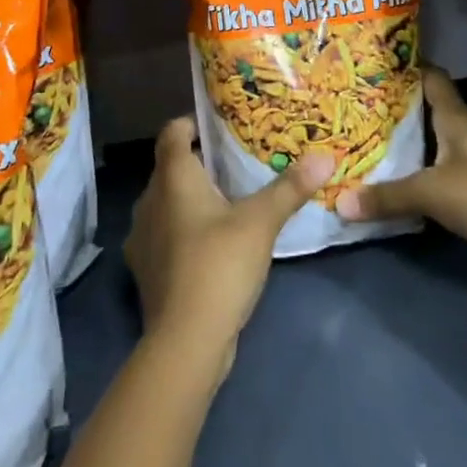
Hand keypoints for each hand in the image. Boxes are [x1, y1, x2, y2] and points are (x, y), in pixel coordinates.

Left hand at [125, 118, 332, 367]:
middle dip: (198, 163)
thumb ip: (290, 188)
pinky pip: (164, 235)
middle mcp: (149, 200)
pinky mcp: (145, 271)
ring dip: (190, 200)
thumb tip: (324, 157)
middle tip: (233, 163)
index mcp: (172, 178)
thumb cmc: (219, 265)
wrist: (185, 343)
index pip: (171, 133)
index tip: (217, 126)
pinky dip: (183, 231)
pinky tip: (210, 244)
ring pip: (166, 203)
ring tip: (225, 203)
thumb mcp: (261, 222)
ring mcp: (142, 238)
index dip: (191, 123)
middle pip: (170, 168)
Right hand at [338, 67, 466, 313]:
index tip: (373, 63)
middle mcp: (464, 138)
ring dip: (403, 152)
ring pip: (430, 152)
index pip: (431, 79)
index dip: (405, 67)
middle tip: (352, 109)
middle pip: (426, 115)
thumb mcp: (431, 190)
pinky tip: (388, 192)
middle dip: (394, 112)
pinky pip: (436, 187)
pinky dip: (415, 187)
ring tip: (361, 147)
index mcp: (456, 119)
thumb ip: (387, 196)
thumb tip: (340, 202)